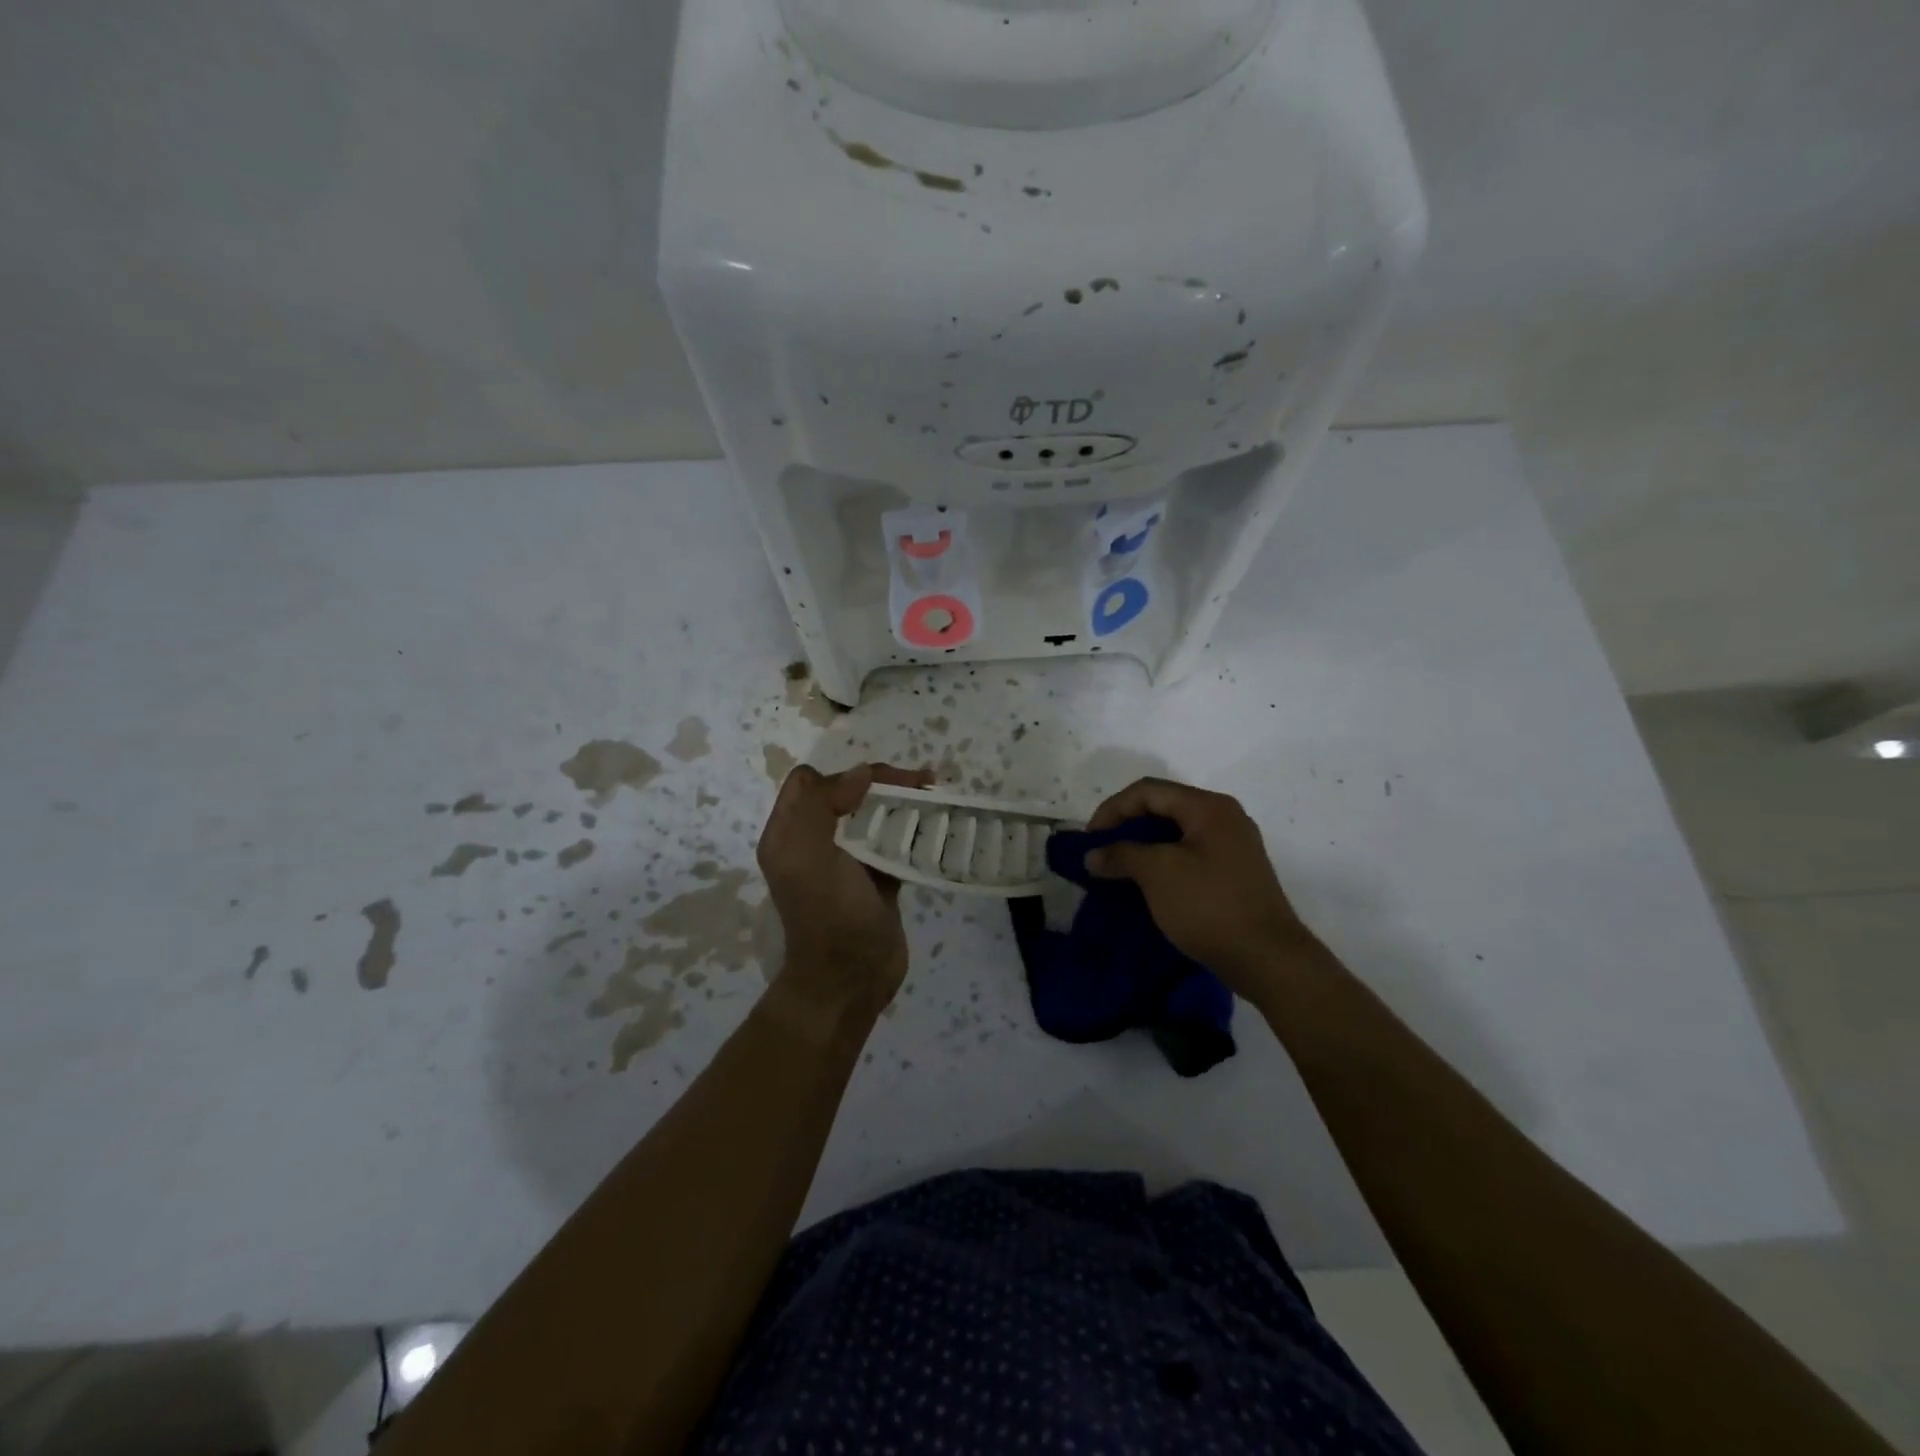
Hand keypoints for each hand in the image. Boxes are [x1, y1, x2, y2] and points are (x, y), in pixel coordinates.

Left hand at [757, 762, 932, 1026]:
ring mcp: (848, 861)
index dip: (844, 775)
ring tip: (936, 795)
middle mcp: (814, 843)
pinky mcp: (876, 877)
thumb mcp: (810, 857)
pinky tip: (937, 824)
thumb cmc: (830, 916)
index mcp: (789, 835)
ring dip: (903, 802)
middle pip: (847, 793)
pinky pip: (893, 841)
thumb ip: (821, 805)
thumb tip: (859, 772)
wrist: (851, 981)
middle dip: (883, 782)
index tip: (879, 786)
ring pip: (873, 815)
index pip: (809, 783)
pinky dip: (914, 829)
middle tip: (922, 783)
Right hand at [1086, 777, 1315, 997]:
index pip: (1148, 790)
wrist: (1267, 959)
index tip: (1090, 840)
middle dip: (1126, 827)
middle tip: (1101, 853)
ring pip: (1175, 833)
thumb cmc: (1209, 905)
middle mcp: (1224, 817)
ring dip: (1143, 846)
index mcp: (1208, 807)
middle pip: (1163, 807)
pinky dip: (1162, 863)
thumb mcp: (1157, 873)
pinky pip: (1189, 855)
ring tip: (1118, 869)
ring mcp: (1233, 846)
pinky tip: (1147, 885)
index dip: (1112, 809)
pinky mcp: (1234, 874)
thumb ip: (1121, 855)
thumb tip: (1092, 855)